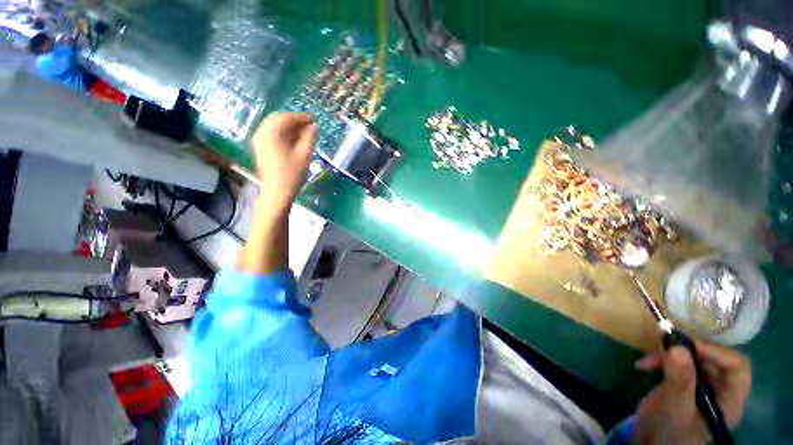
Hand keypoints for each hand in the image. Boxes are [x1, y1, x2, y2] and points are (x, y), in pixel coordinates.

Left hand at [251, 113, 317, 212]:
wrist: (277, 193)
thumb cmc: (292, 174)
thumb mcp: (304, 155)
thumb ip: (310, 138)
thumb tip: (315, 126)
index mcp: (272, 133)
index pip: (287, 117)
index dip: (302, 117)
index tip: (315, 119)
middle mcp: (262, 133)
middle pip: (278, 119)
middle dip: (295, 120)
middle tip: (310, 125)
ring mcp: (259, 141)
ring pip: (274, 126)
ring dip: (289, 127)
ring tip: (304, 133)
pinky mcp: (260, 148)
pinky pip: (271, 134)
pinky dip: (283, 133)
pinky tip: (294, 140)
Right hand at [634, 341, 750, 443]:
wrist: (648, 443)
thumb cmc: (668, 432)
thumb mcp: (674, 407)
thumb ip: (680, 380)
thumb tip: (677, 347)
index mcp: (730, 400)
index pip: (737, 367)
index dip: (716, 352)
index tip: (686, 345)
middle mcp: (721, 391)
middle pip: (714, 359)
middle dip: (689, 349)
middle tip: (664, 344)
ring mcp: (702, 387)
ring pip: (694, 358)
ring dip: (670, 354)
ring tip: (649, 359)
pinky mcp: (685, 384)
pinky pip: (678, 363)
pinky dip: (661, 360)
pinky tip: (644, 365)